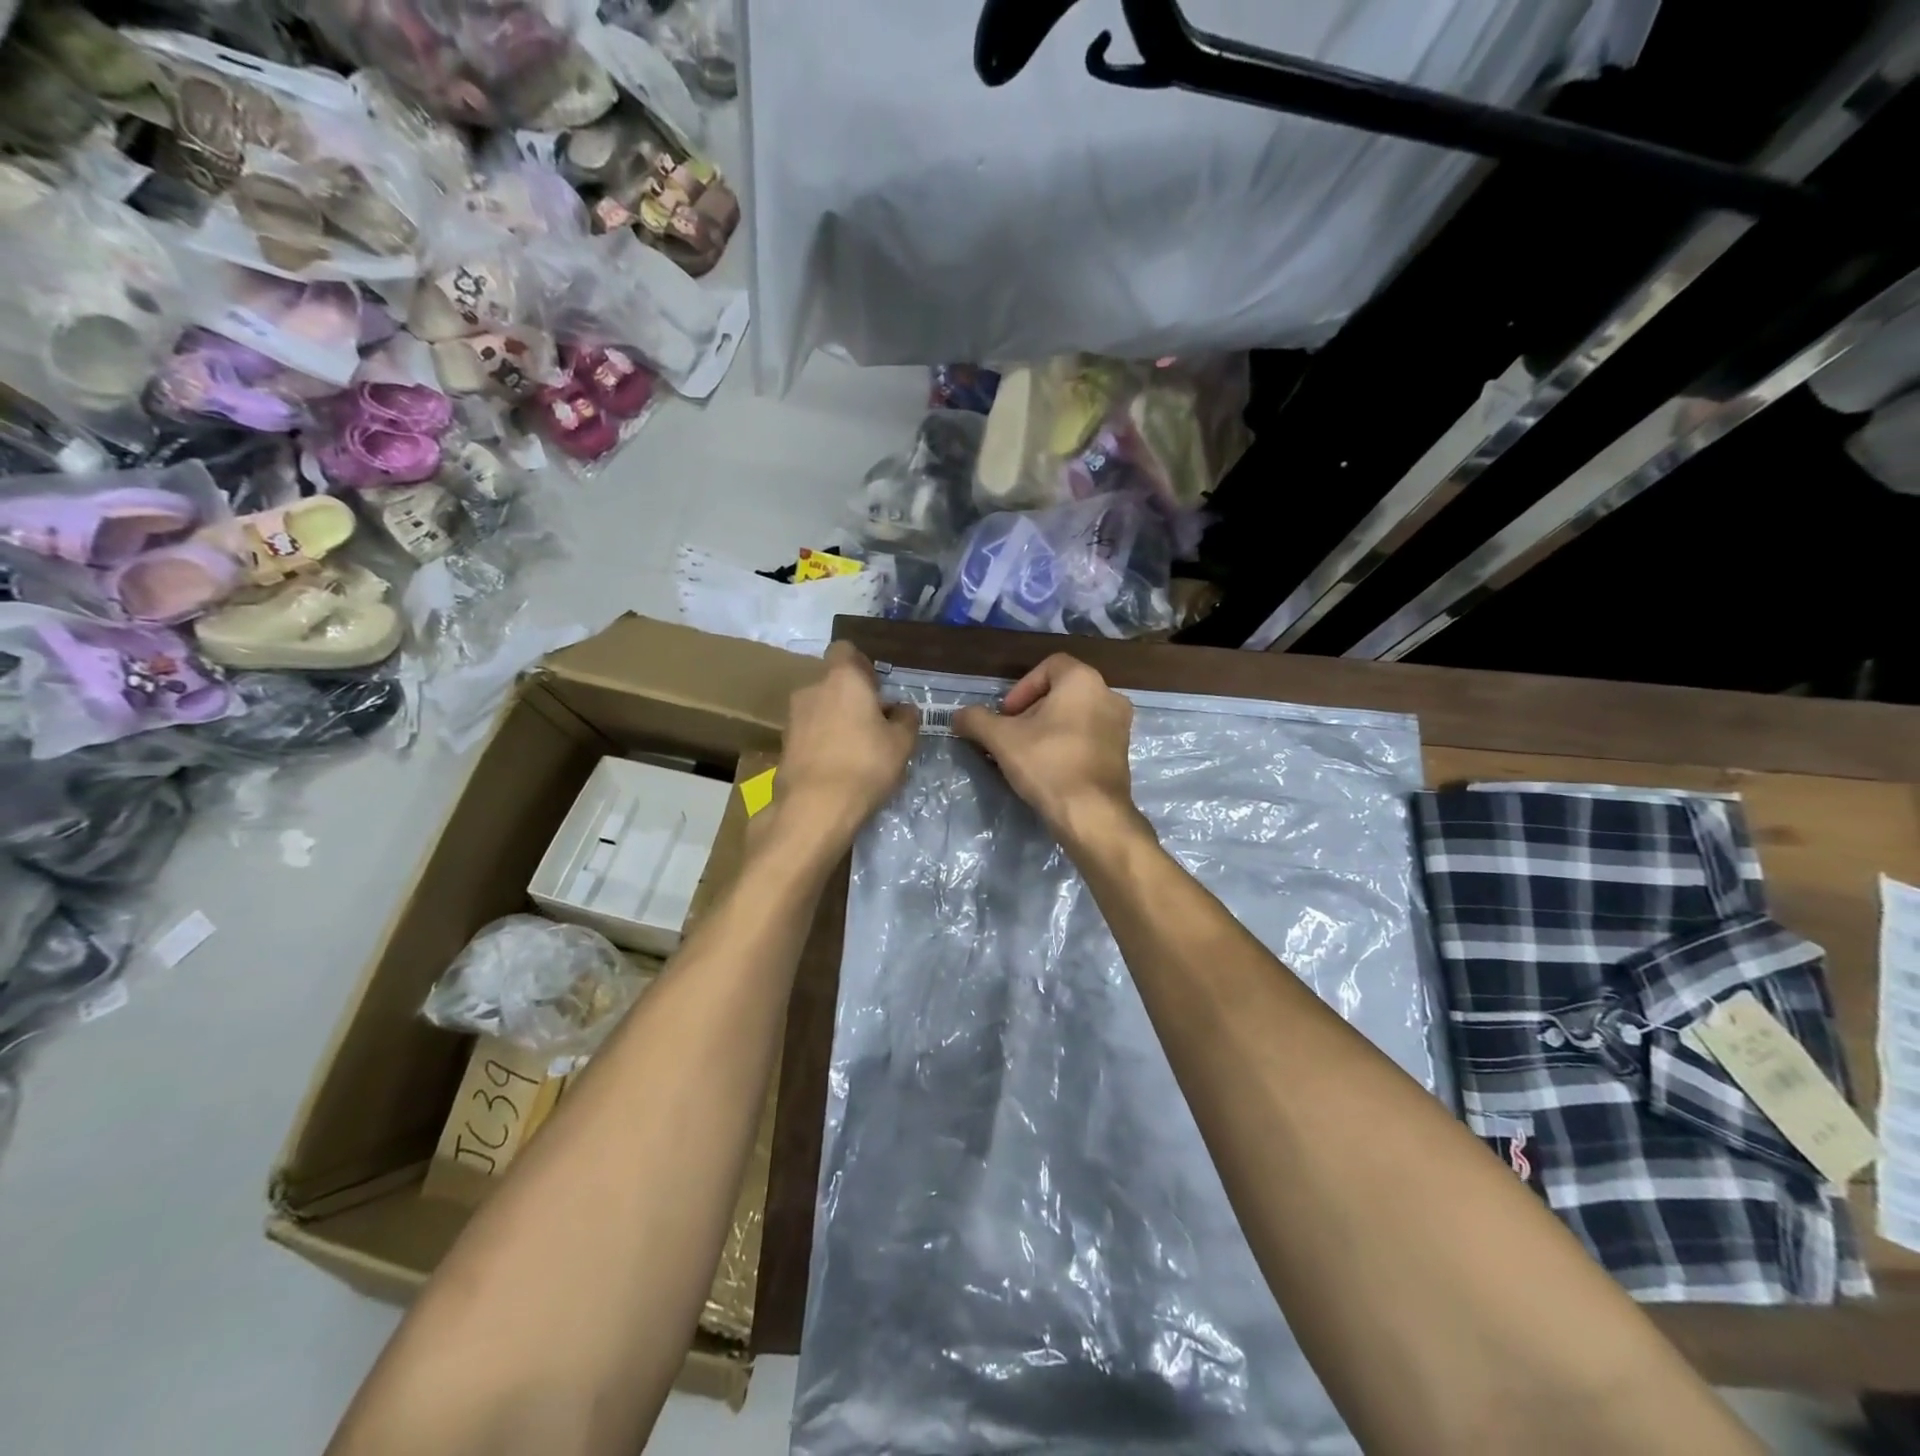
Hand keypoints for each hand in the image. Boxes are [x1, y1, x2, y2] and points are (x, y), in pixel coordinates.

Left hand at [767, 643, 918, 855]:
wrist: (815, 808)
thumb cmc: (865, 765)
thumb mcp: (902, 743)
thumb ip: (906, 718)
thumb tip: (902, 708)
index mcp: (842, 678)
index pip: (845, 650)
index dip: (862, 665)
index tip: (877, 689)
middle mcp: (812, 689)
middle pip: (833, 682)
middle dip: (851, 697)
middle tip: (874, 724)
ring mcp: (793, 717)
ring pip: (820, 708)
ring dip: (836, 720)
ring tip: (856, 750)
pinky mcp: (783, 744)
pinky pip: (809, 733)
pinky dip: (822, 742)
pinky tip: (837, 767)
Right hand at [953, 654, 1144, 852]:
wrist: (1092, 814)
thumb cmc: (1048, 764)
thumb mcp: (1001, 739)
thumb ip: (976, 720)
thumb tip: (957, 717)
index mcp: (1083, 680)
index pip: (1048, 666)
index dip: (1022, 688)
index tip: (1007, 715)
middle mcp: (1108, 695)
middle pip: (1061, 692)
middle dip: (1032, 711)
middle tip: (1012, 736)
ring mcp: (1121, 725)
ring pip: (1075, 716)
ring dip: (1049, 729)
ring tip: (1027, 754)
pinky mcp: (1122, 753)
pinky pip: (1089, 737)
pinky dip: (1068, 744)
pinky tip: (1049, 768)